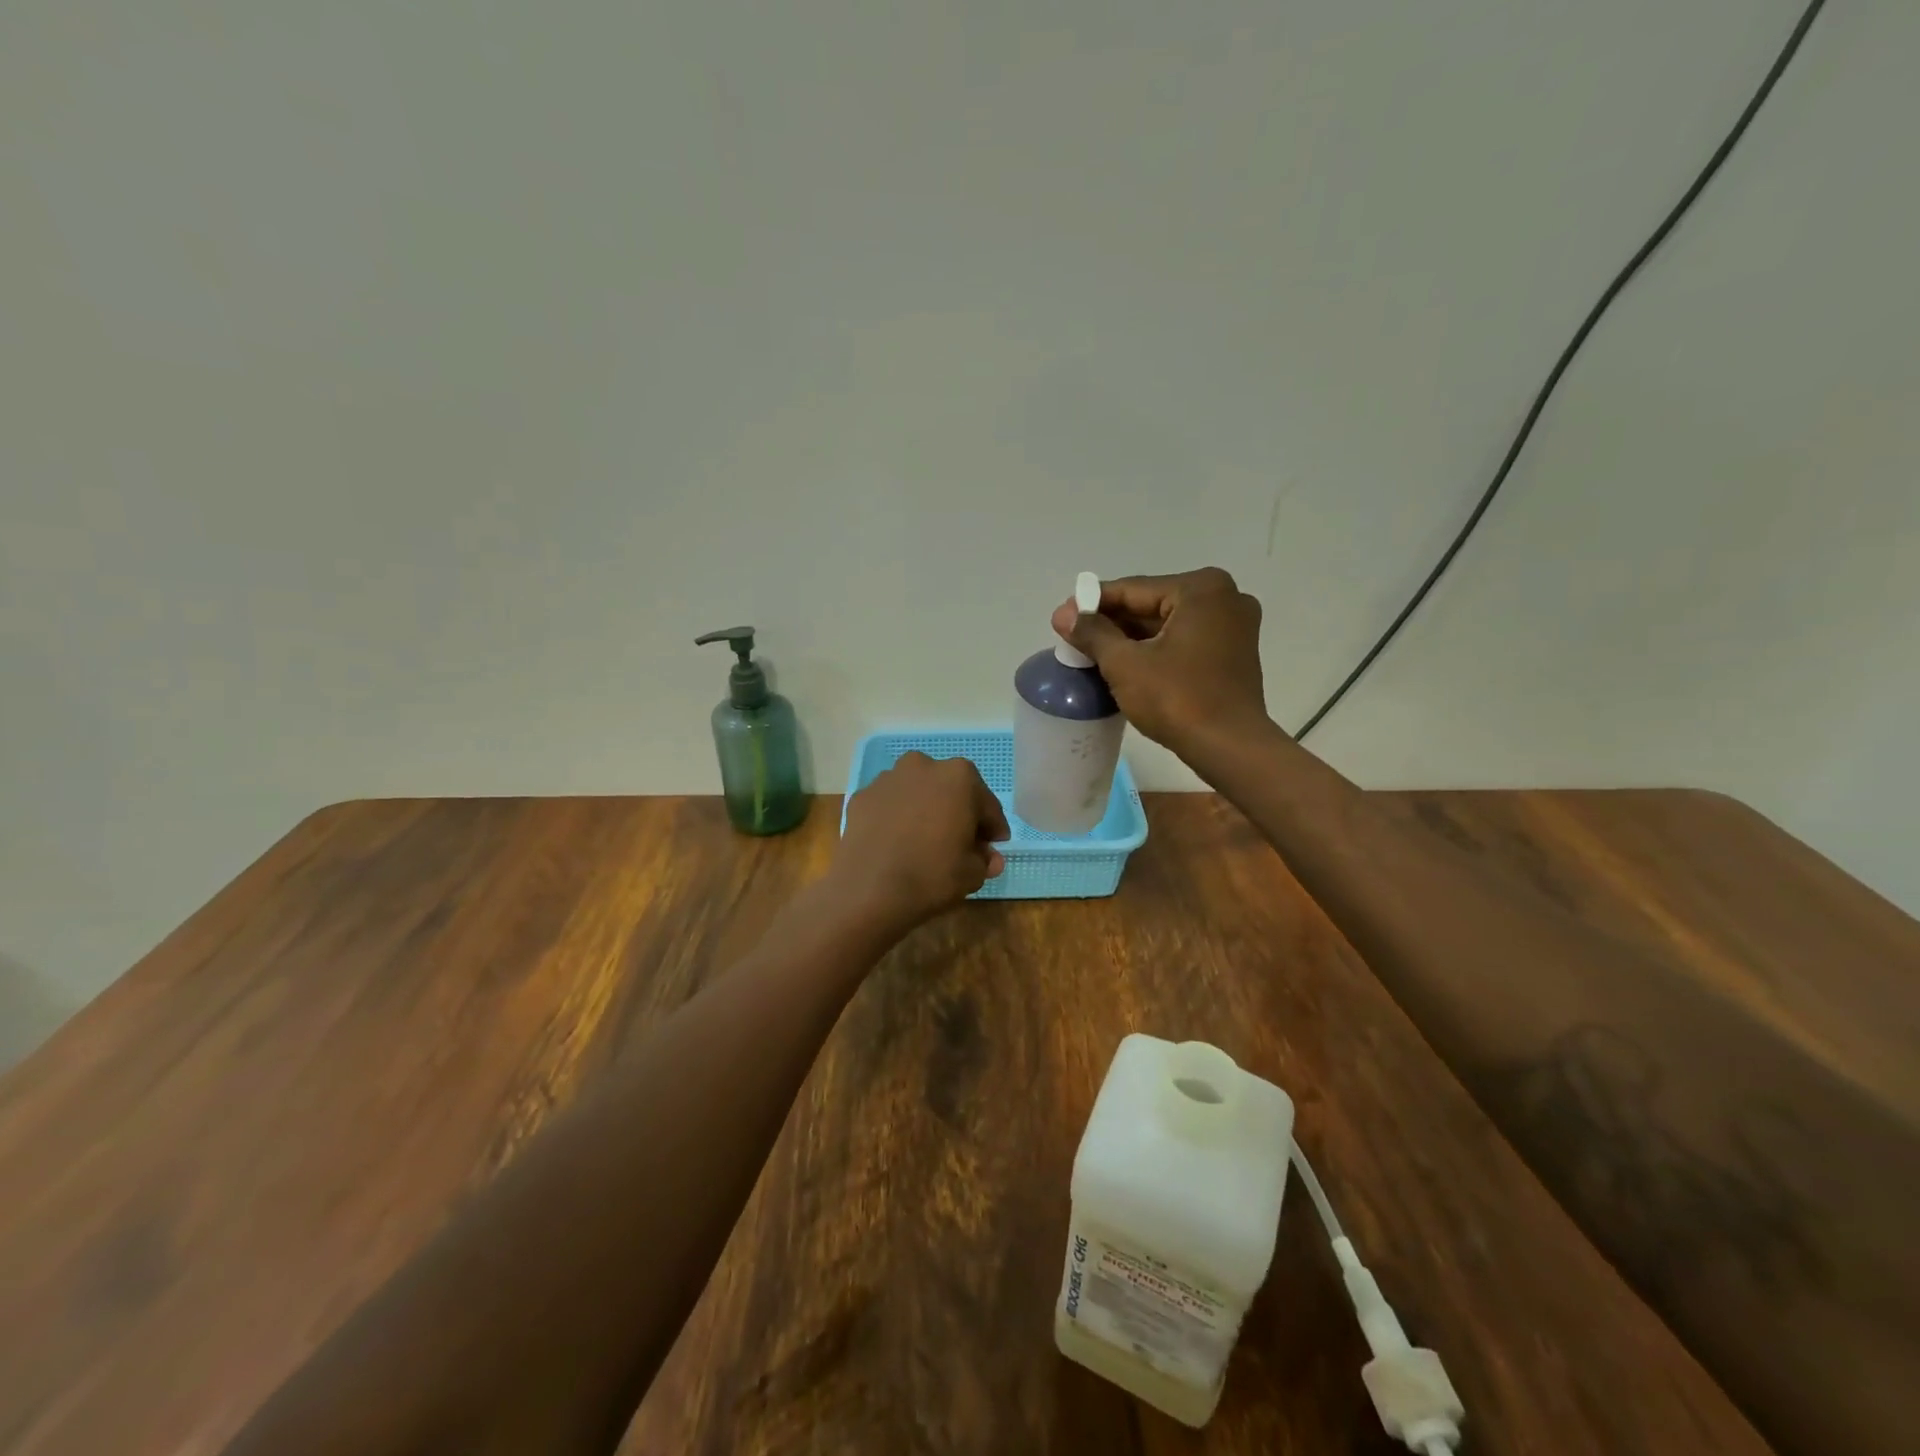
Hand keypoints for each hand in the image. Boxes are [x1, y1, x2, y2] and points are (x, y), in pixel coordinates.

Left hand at [829, 752, 1009, 931]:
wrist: (869, 891)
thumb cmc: (932, 875)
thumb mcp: (973, 873)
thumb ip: (985, 859)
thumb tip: (989, 857)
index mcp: (959, 777)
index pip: (986, 805)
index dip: (992, 828)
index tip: (994, 845)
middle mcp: (923, 766)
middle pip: (951, 791)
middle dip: (959, 812)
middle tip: (961, 842)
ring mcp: (888, 778)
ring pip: (918, 793)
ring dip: (926, 810)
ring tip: (925, 840)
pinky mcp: (862, 796)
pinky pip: (890, 805)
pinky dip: (898, 817)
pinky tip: (897, 842)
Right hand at [1051, 567, 1268, 758]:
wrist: (1230, 747)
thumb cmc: (1177, 699)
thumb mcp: (1125, 664)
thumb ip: (1093, 633)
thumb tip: (1063, 614)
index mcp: (1201, 589)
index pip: (1133, 590)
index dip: (1092, 604)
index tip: (1063, 617)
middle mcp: (1225, 597)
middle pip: (1152, 604)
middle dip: (1113, 622)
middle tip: (1074, 637)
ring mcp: (1235, 626)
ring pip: (1168, 624)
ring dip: (1132, 638)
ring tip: (1094, 653)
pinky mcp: (1235, 653)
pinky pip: (1185, 640)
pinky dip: (1157, 649)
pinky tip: (1128, 664)